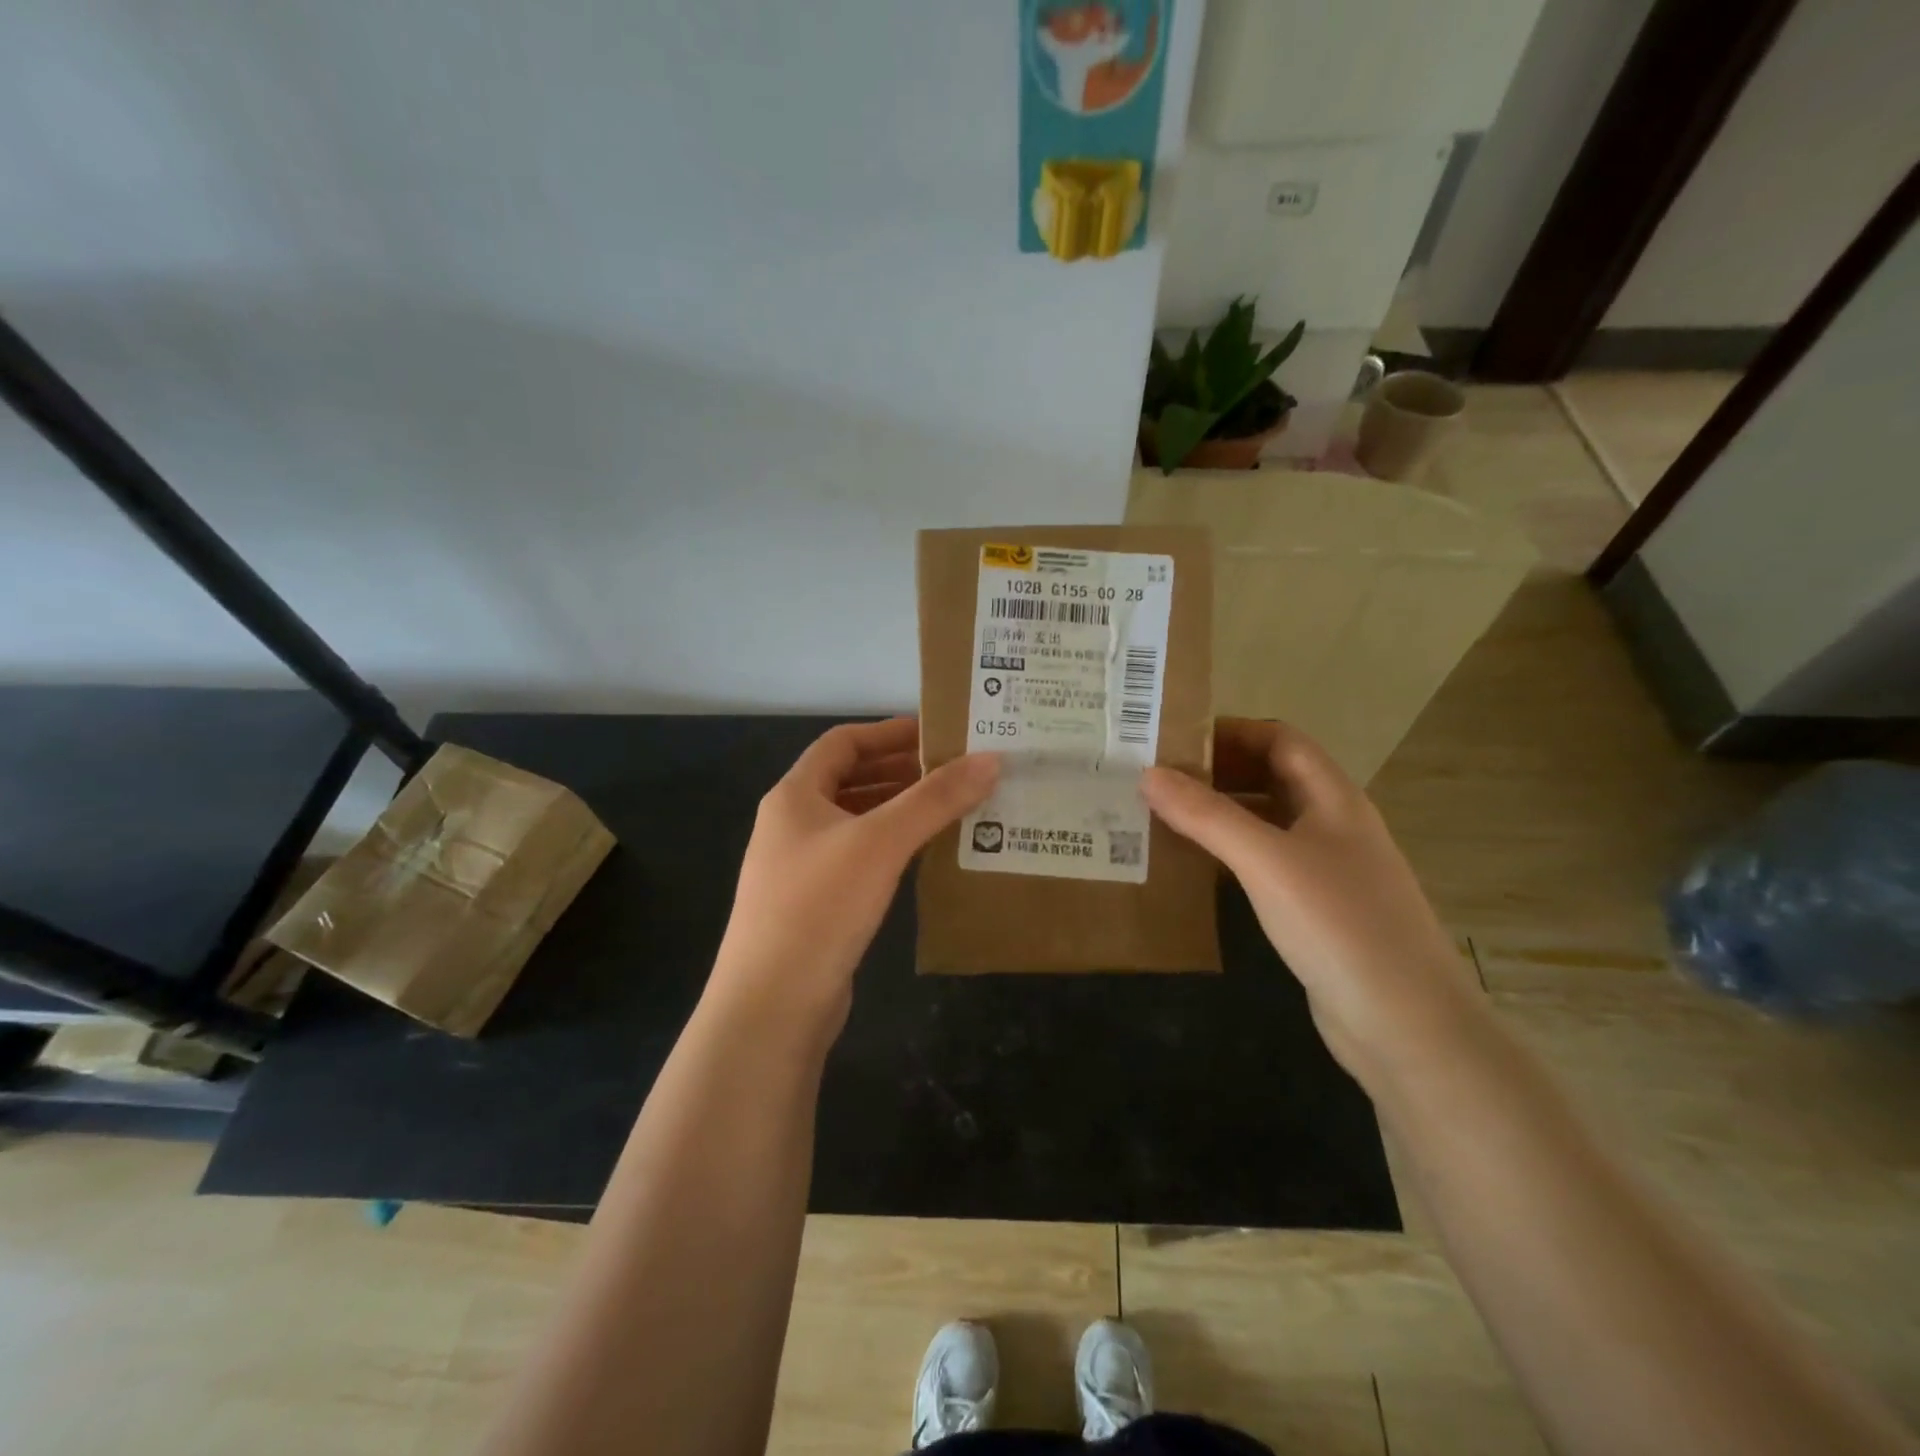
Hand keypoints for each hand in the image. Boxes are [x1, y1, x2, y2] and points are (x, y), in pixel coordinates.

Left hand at [710, 718, 997, 1030]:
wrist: (772, 1006)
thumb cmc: (820, 906)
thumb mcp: (881, 842)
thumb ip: (935, 799)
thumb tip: (991, 759)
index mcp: (794, 795)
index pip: (844, 742)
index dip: (889, 732)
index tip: (939, 734)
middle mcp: (793, 824)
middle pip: (852, 780)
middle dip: (903, 772)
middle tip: (958, 771)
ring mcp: (803, 867)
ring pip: (859, 822)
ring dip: (902, 811)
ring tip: (955, 808)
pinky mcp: (818, 904)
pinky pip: (862, 859)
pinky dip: (895, 848)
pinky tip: (930, 855)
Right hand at [1141, 719, 1482, 1081]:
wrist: (1406, 1025)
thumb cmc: (1339, 924)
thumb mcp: (1267, 860)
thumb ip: (1207, 816)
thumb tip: (1148, 774)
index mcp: (1332, 798)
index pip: (1279, 739)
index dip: (1230, 732)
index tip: (1173, 740)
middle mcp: (1332, 825)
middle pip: (1271, 778)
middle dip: (1217, 773)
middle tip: (1155, 780)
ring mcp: (1327, 870)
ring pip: (1265, 823)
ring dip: (1219, 816)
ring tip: (1161, 818)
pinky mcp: (1315, 910)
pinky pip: (1264, 865)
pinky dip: (1228, 856)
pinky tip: (1193, 869)